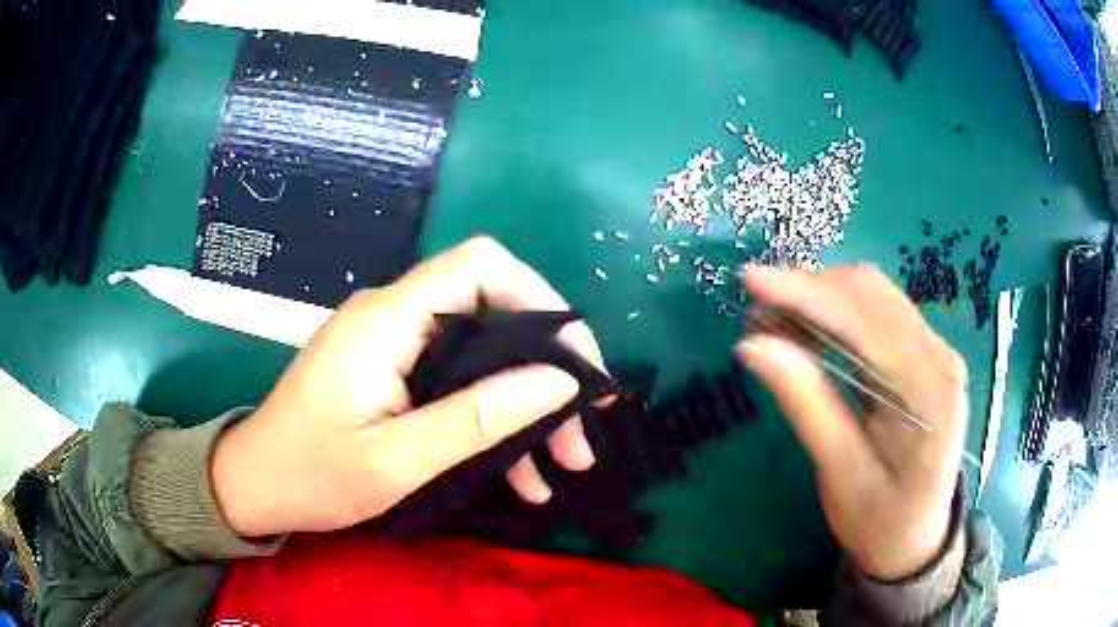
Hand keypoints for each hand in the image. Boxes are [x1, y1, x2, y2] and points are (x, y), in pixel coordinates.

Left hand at [212, 237, 606, 536]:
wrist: (256, 485)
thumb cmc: (311, 476)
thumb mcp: (395, 461)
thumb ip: (475, 419)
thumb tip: (557, 383)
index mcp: (386, 321)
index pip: (479, 267)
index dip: (539, 298)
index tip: (577, 361)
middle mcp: (393, 317)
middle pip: (492, 313)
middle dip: (547, 371)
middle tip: (582, 434)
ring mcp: (394, 346)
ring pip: (483, 355)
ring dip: (528, 407)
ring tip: (564, 465)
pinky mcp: (393, 372)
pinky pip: (458, 382)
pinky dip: (494, 421)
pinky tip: (521, 476)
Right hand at [736, 265, 966, 580]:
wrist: (915, 538)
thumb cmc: (880, 519)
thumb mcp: (840, 473)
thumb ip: (806, 404)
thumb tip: (752, 346)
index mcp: (928, 390)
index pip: (865, 320)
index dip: (806, 293)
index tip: (751, 281)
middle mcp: (939, 357)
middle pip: (872, 295)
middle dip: (810, 289)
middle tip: (756, 307)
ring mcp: (935, 352)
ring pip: (874, 297)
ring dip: (821, 297)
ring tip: (773, 318)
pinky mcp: (924, 355)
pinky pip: (878, 314)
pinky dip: (836, 312)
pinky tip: (806, 329)